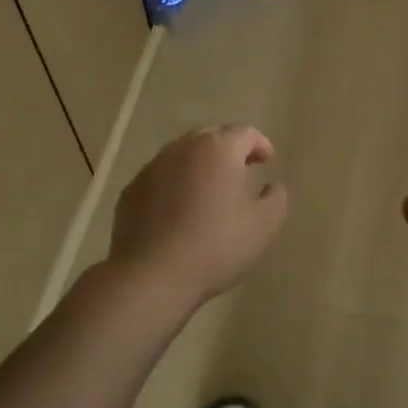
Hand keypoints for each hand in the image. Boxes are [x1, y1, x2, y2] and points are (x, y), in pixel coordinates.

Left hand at [108, 125, 287, 309]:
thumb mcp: (264, 225)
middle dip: (229, 149)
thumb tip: (272, 186)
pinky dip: (176, 184)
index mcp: (218, 150)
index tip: (268, 161)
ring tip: (211, 189)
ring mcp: (152, 168)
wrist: (152, 275)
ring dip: (200, 165)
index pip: (244, 132)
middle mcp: (182, 149)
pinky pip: (161, 177)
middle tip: (242, 169)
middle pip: (211, 136)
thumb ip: (276, 198)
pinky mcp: (132, 190)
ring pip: (182, 155)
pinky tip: (180, 210)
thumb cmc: (216, 246)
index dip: (260, 144)